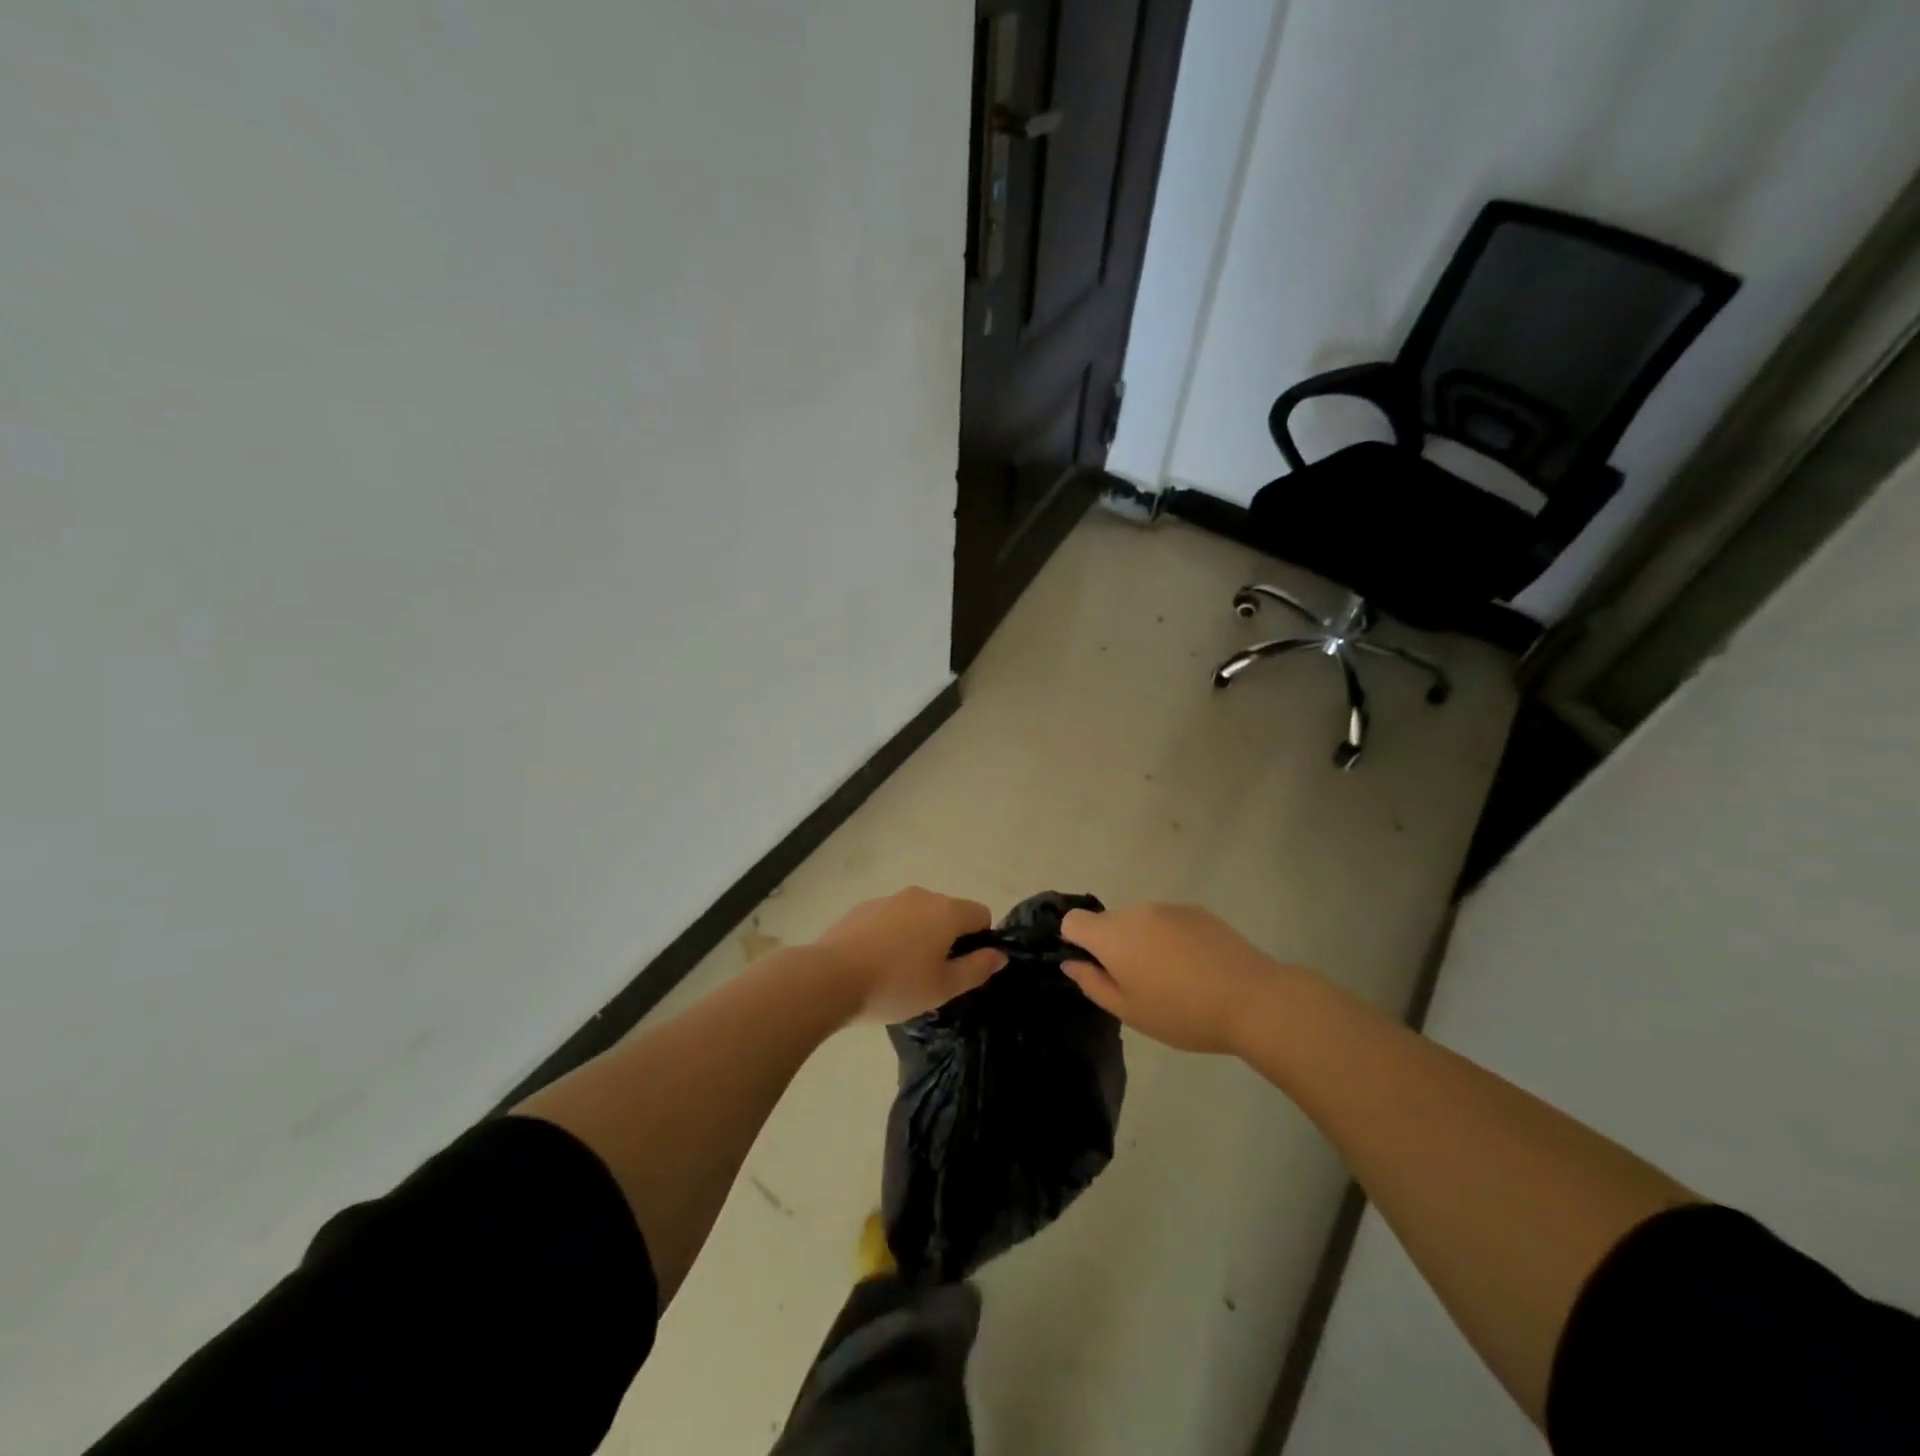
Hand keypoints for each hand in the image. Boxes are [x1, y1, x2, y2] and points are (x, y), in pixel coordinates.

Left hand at [814, 887, 1005, 1024]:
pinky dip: (893, 936)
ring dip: (919, 936)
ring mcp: (889, 898)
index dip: (980, 941)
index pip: (981, 914)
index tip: (962, 968)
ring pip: (918, 915)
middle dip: (948, 939)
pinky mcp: (863, 908)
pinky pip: (892, 919)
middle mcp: (921, 895)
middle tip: (933, 977)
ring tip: (901, 974)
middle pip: (949, 912)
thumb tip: (999, 954)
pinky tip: (876, 964)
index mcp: (946, 911)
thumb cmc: (896, 985)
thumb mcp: (944, 987)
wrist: (831, 977)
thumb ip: (977, 968)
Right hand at [1061, 903, 1282, 1053]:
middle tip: (1137, 982)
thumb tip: (1071, 963)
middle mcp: (1136, 912)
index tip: (1095, 968)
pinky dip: (1169, 938)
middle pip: (1107, 921)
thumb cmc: (1182, 1013)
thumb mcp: (1129, 1011)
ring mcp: (1168, 908)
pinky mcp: (1196, 911)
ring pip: (1138, 921)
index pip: (1073, 920)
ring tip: (1171, 977)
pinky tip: (1194, 967)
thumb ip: (1092, 983)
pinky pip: (1167, 920)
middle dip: (1112, 945)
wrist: (1251, 999)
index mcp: (1113, 936)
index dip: (1075, 942)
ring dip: (1141, 941)